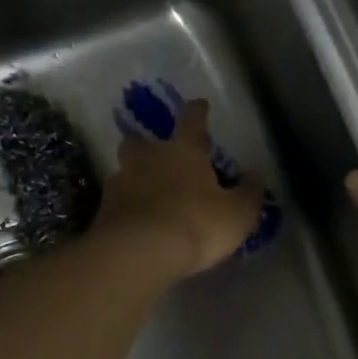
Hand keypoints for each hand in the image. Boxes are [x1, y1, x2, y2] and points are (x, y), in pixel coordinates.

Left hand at [96, 98, 263, 278]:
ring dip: (134, 178)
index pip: (191, 120)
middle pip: (140, 141)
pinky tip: (135, 222)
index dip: (197, 111)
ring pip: (124, 171)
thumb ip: (248, 192)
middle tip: (156, 154)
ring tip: (146, 194)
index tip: (199, 104)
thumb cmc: (196, 224)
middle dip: (147, 144)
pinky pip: (116, 203)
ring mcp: (120, 184)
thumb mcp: (237, 213)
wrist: (138, 254)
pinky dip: (125, 208)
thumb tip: (254, 175)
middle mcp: (147, 159)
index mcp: (182, 151)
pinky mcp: (103, 213)